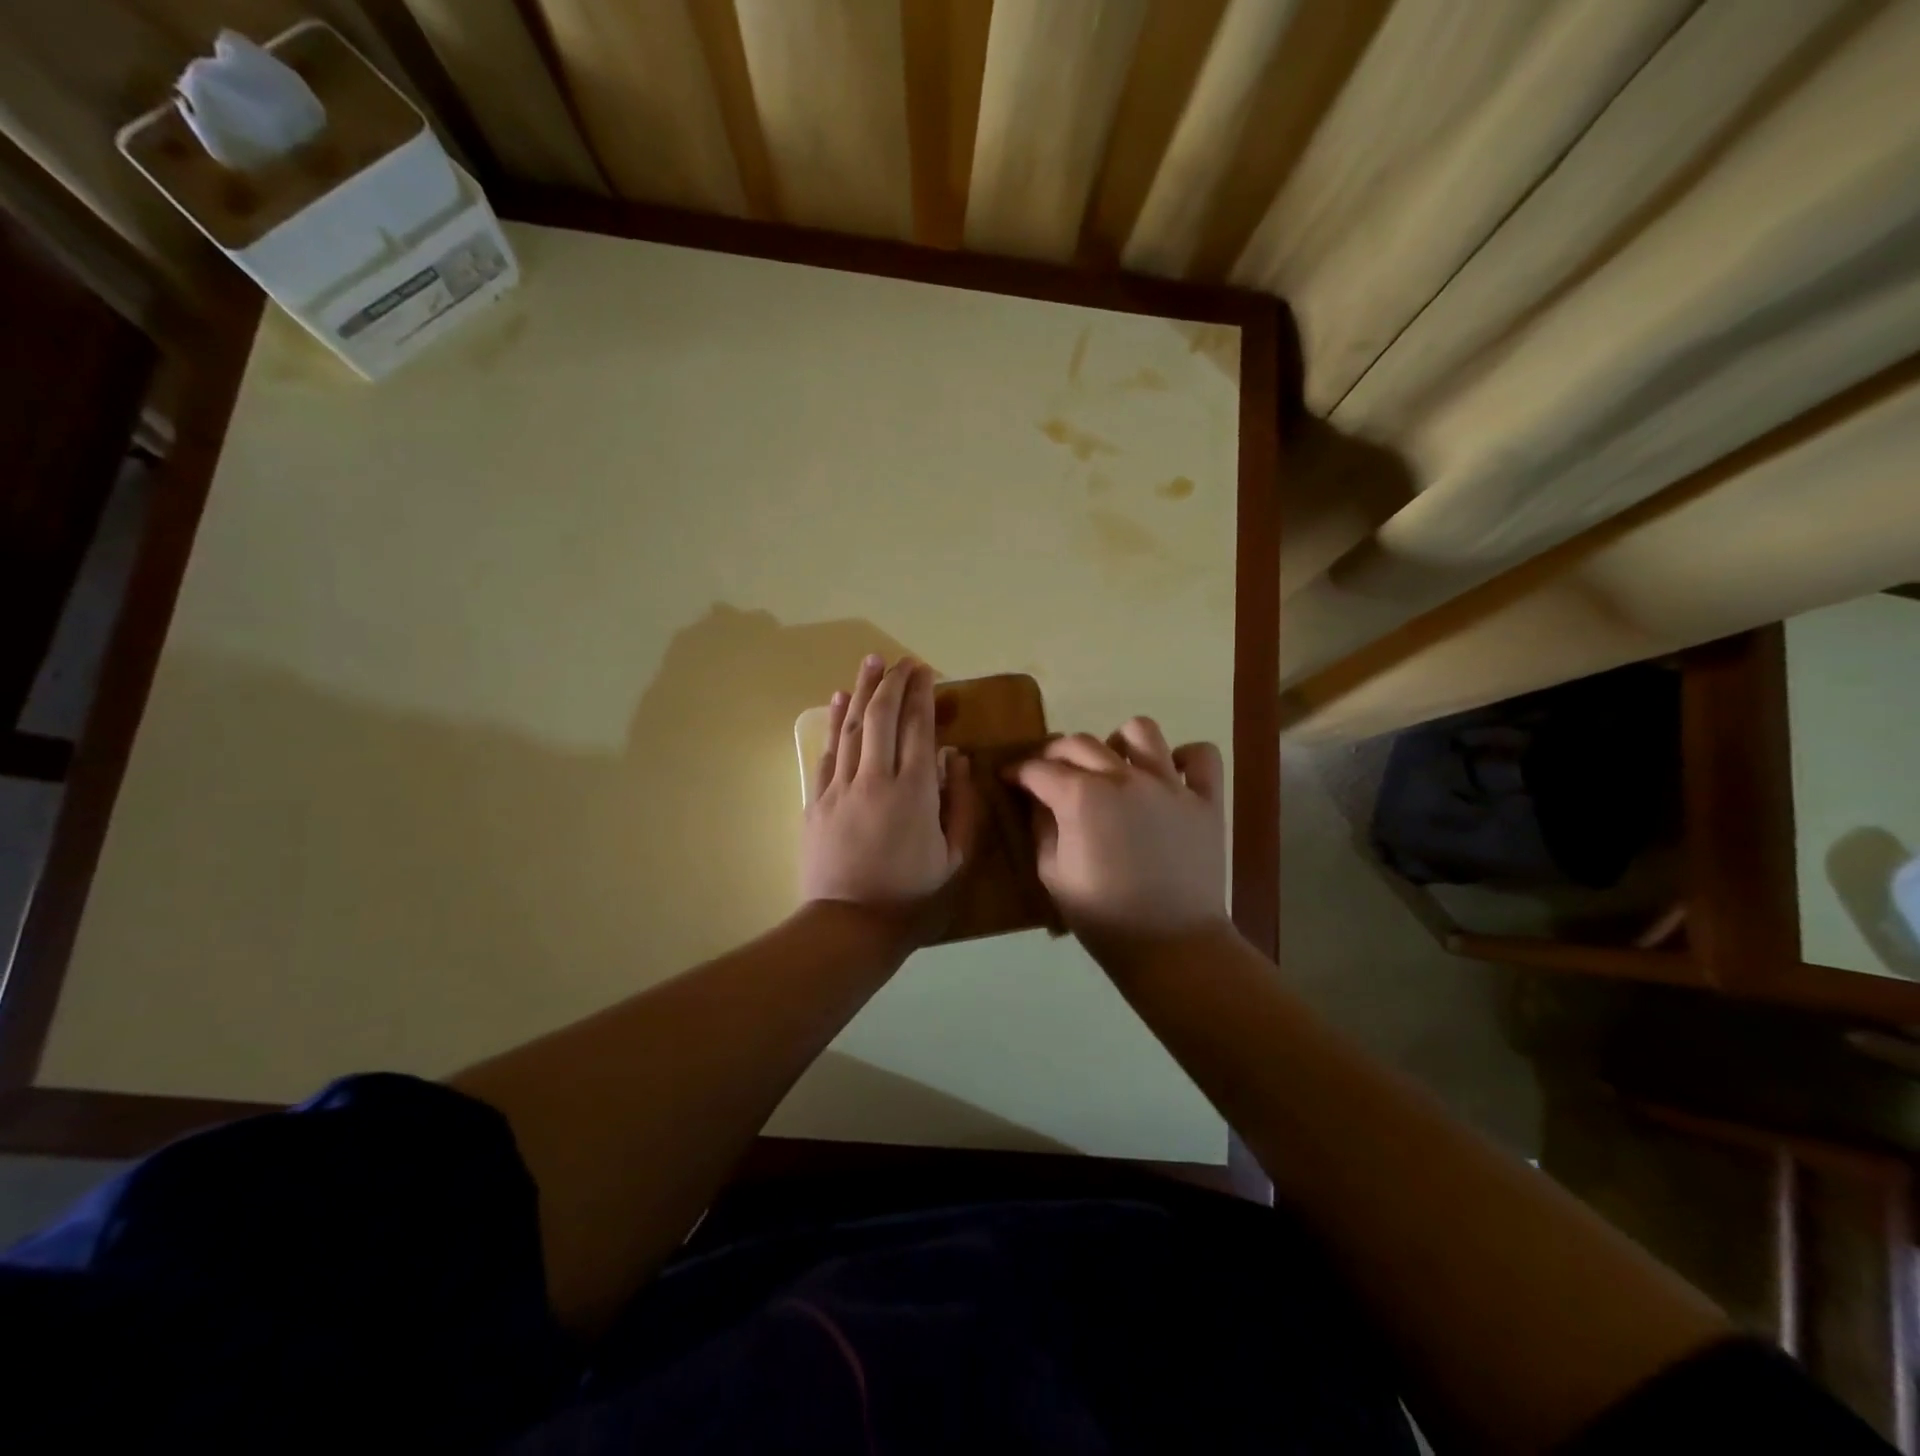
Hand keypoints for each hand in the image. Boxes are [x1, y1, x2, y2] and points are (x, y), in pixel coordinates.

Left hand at [801, 655, 977, 949]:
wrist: (849, 929)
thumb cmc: (913, 899)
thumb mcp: (956, 859)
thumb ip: (961, 804)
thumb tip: (954, 758)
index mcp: (914, 792)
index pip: (918, 728)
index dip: (922, 694)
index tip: (925, 669)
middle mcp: (875, 779)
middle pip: (881, 717)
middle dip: (892, 682)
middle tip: (900, 660)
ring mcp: (840, 789)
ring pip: (850, 727)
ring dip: (860, 691)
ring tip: (869, 662)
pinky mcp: (817, 802)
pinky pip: (826, 753)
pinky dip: (833, 724)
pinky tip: (836, 701)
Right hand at [1009, 719, 1227, 958]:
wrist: (1171, 946)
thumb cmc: (1103, 917)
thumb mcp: (1052, 874)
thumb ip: (1041, 827)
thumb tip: (1036, 798)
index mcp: (1082, 797)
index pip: (1039, 769)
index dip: (1018, 771)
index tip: (1009, 777)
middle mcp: (1124, 777)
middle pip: (1081, 743)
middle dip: (1055, 752)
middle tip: (1049, 772)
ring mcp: (1170, 784)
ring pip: (1140, 731)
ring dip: (1118, 742)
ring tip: (1113, 767)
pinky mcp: (1206, 799)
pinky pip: (1200, 755)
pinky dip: (1184, 758)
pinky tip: (1169, 776)